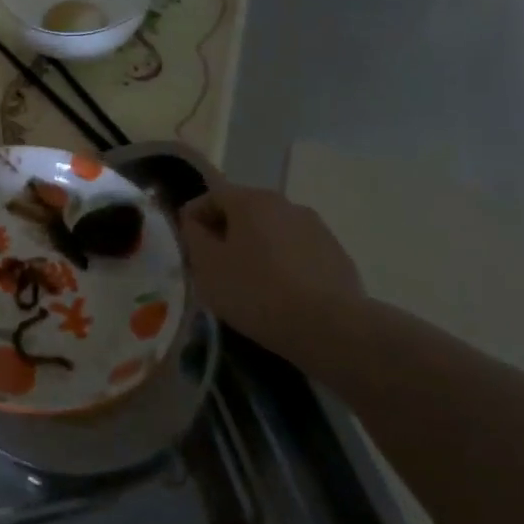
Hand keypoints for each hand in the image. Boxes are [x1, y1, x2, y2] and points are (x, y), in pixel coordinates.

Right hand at [179, 180, 363, 352]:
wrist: (329, 327)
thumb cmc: (256, 291)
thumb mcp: (207, 266)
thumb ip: (194, 236)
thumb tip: (195, 223)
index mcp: (251, 200)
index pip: (212, 196)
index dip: (193, 217)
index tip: (186, 245)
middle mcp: (286, 204)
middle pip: (245, 211)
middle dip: (226, 233)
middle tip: (214, 264)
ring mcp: (316, 229)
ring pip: (273, 232)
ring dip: (257, 248)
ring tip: (249, 281)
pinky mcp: (337, 255)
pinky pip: (297, 253)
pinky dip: (283, 264)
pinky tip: (280, 293)